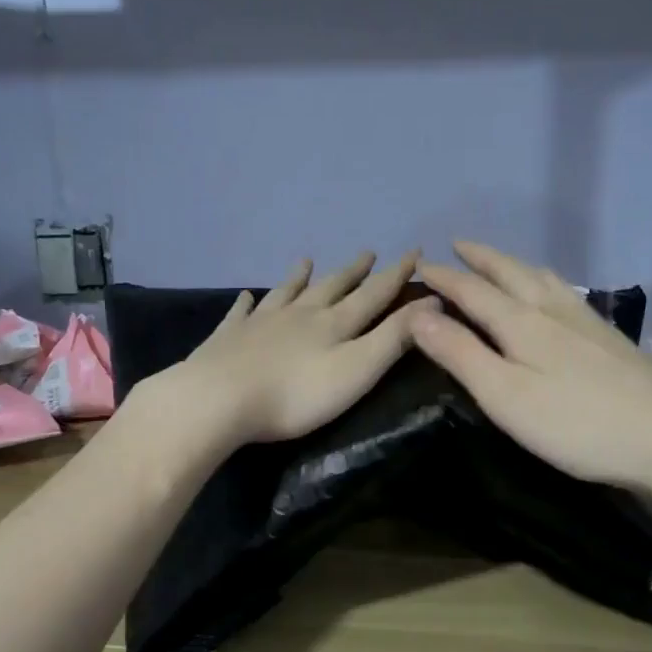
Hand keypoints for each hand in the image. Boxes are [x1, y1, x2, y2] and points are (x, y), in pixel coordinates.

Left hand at [156, 251, 430, 447]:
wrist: (220, 399)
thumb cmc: (297, 394)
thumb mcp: (358, 369)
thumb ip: (394, 337)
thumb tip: (431, 302)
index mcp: (334, 323)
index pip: (374, 294)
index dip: (396, 274)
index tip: (414, 252)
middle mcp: (300, 314)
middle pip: (331, 287)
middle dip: (353, 271)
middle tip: (367, 253)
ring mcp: (261, 323)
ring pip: (286, 293)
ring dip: (299, 278)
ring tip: (306, 260)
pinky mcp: (230, 338)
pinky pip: (241, 313)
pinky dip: (247, 303)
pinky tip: (246, 296)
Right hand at [412, 242, 651, 492]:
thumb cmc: (576, 424)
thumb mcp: (505, 396)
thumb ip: (461, 355)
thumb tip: (417, 315)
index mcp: (522, 323)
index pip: (473, 290)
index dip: (445, 277)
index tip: (420, 265)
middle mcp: (553, 310)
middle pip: (511, 273)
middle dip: (481, 259)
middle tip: (458, 245)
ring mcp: (587, 322)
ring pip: (543, 279)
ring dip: (514, 265)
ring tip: (501, 262)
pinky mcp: (610, 338)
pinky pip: (567, 292)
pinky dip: (546, 281)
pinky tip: (557, 294)